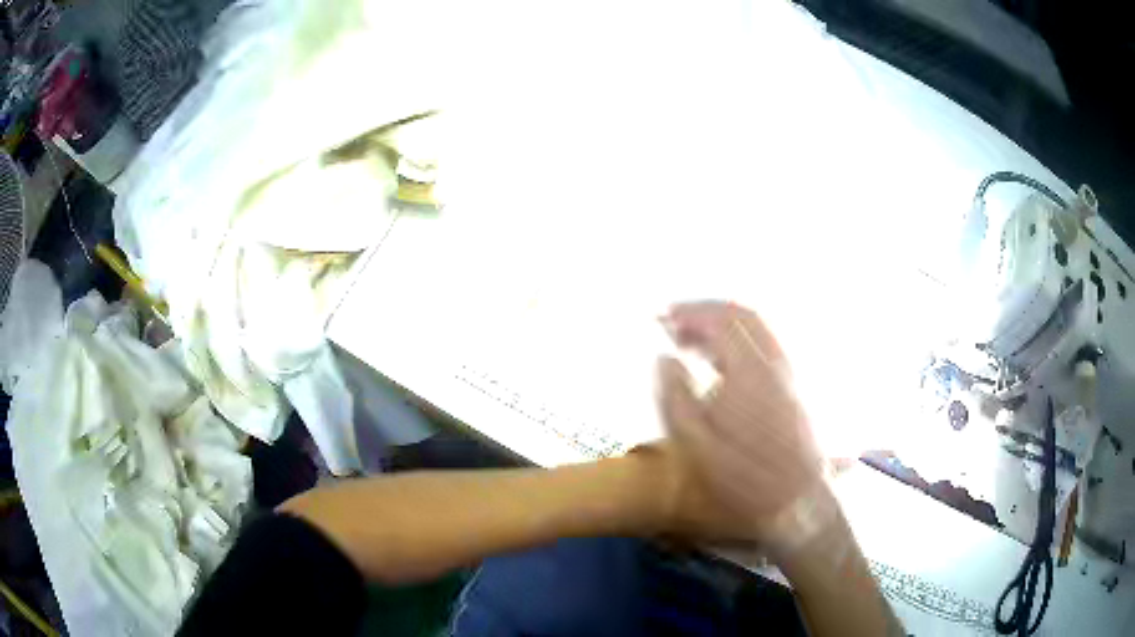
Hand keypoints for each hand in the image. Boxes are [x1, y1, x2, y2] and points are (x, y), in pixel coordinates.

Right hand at [658, 301, 835, 551]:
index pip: (720, 320)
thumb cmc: (744, 477)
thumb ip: (675, 396)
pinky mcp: (793, 385)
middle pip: (742, 314)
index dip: (689, 313)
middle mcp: (773, 361)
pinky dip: (738, 340)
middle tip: (675, 323)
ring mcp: (788, 372)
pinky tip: (720, 361)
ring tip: (692, 340)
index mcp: (749, 371)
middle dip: (706, 310)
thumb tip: (664, 359)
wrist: (797, 499)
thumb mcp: (696, 444)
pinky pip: (764, 345)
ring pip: (756, 328)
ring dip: (723, 323)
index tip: (661, 318)